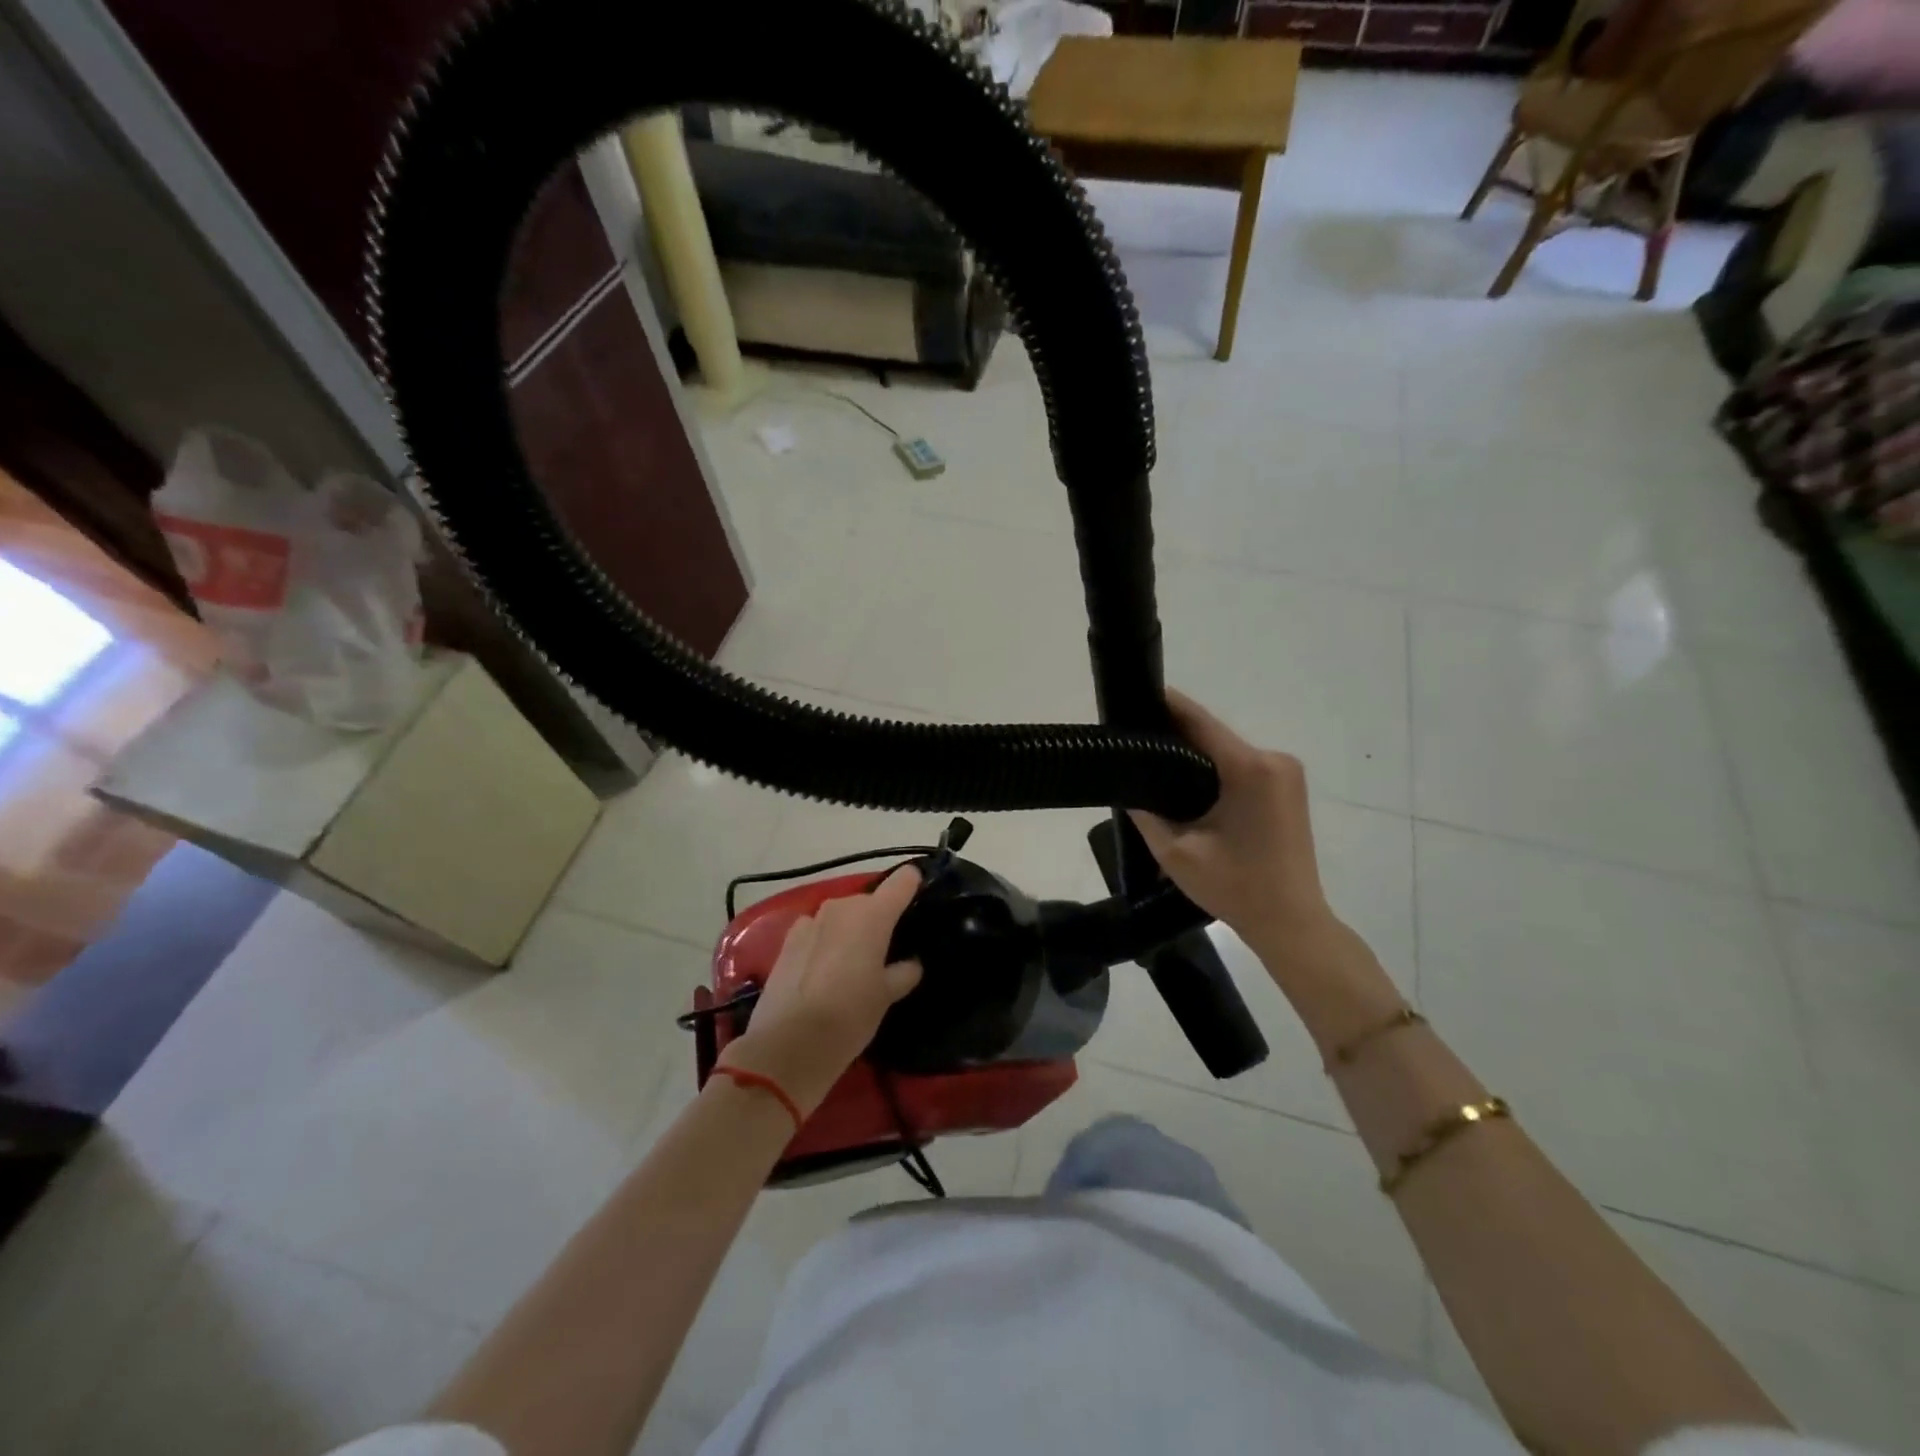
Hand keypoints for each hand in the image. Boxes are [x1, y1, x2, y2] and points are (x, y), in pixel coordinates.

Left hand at [718, 866, 923, 1115]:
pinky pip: (818, 931)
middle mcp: (842, 907)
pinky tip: (825, 970)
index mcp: (873, 915)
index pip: (903, 881)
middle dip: (879, 920)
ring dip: (850, 931)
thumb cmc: (849, 1016)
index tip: (920, 896)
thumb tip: (911, 964)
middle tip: (887, 950)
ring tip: (855, 963)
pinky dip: (826, 942)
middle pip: (870, 902)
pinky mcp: (788, 939)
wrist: (787, 1044)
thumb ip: (903, 972)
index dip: (913, 885)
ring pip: (842, 916)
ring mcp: (811, 920)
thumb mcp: (886, 997)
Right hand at [1129, 691, 1337, 963]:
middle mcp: (1274, 760)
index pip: (1200, 722)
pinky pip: (1243, 766)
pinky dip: (1215, 768)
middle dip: (1175, 733)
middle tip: (1134, 737)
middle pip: (1214, 735)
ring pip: (1227, 751)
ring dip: (1194, 752)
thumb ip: (1146, 812)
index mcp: (1249, 769)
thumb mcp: (1176, 852)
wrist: (1292, 923)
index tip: (1135, 694)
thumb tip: (1127, 784)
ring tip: (1154, 759)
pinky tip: (1188, 781)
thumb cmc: (1235, 888)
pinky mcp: (1289, 787)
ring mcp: (1286, 772)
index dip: (1167, 705)